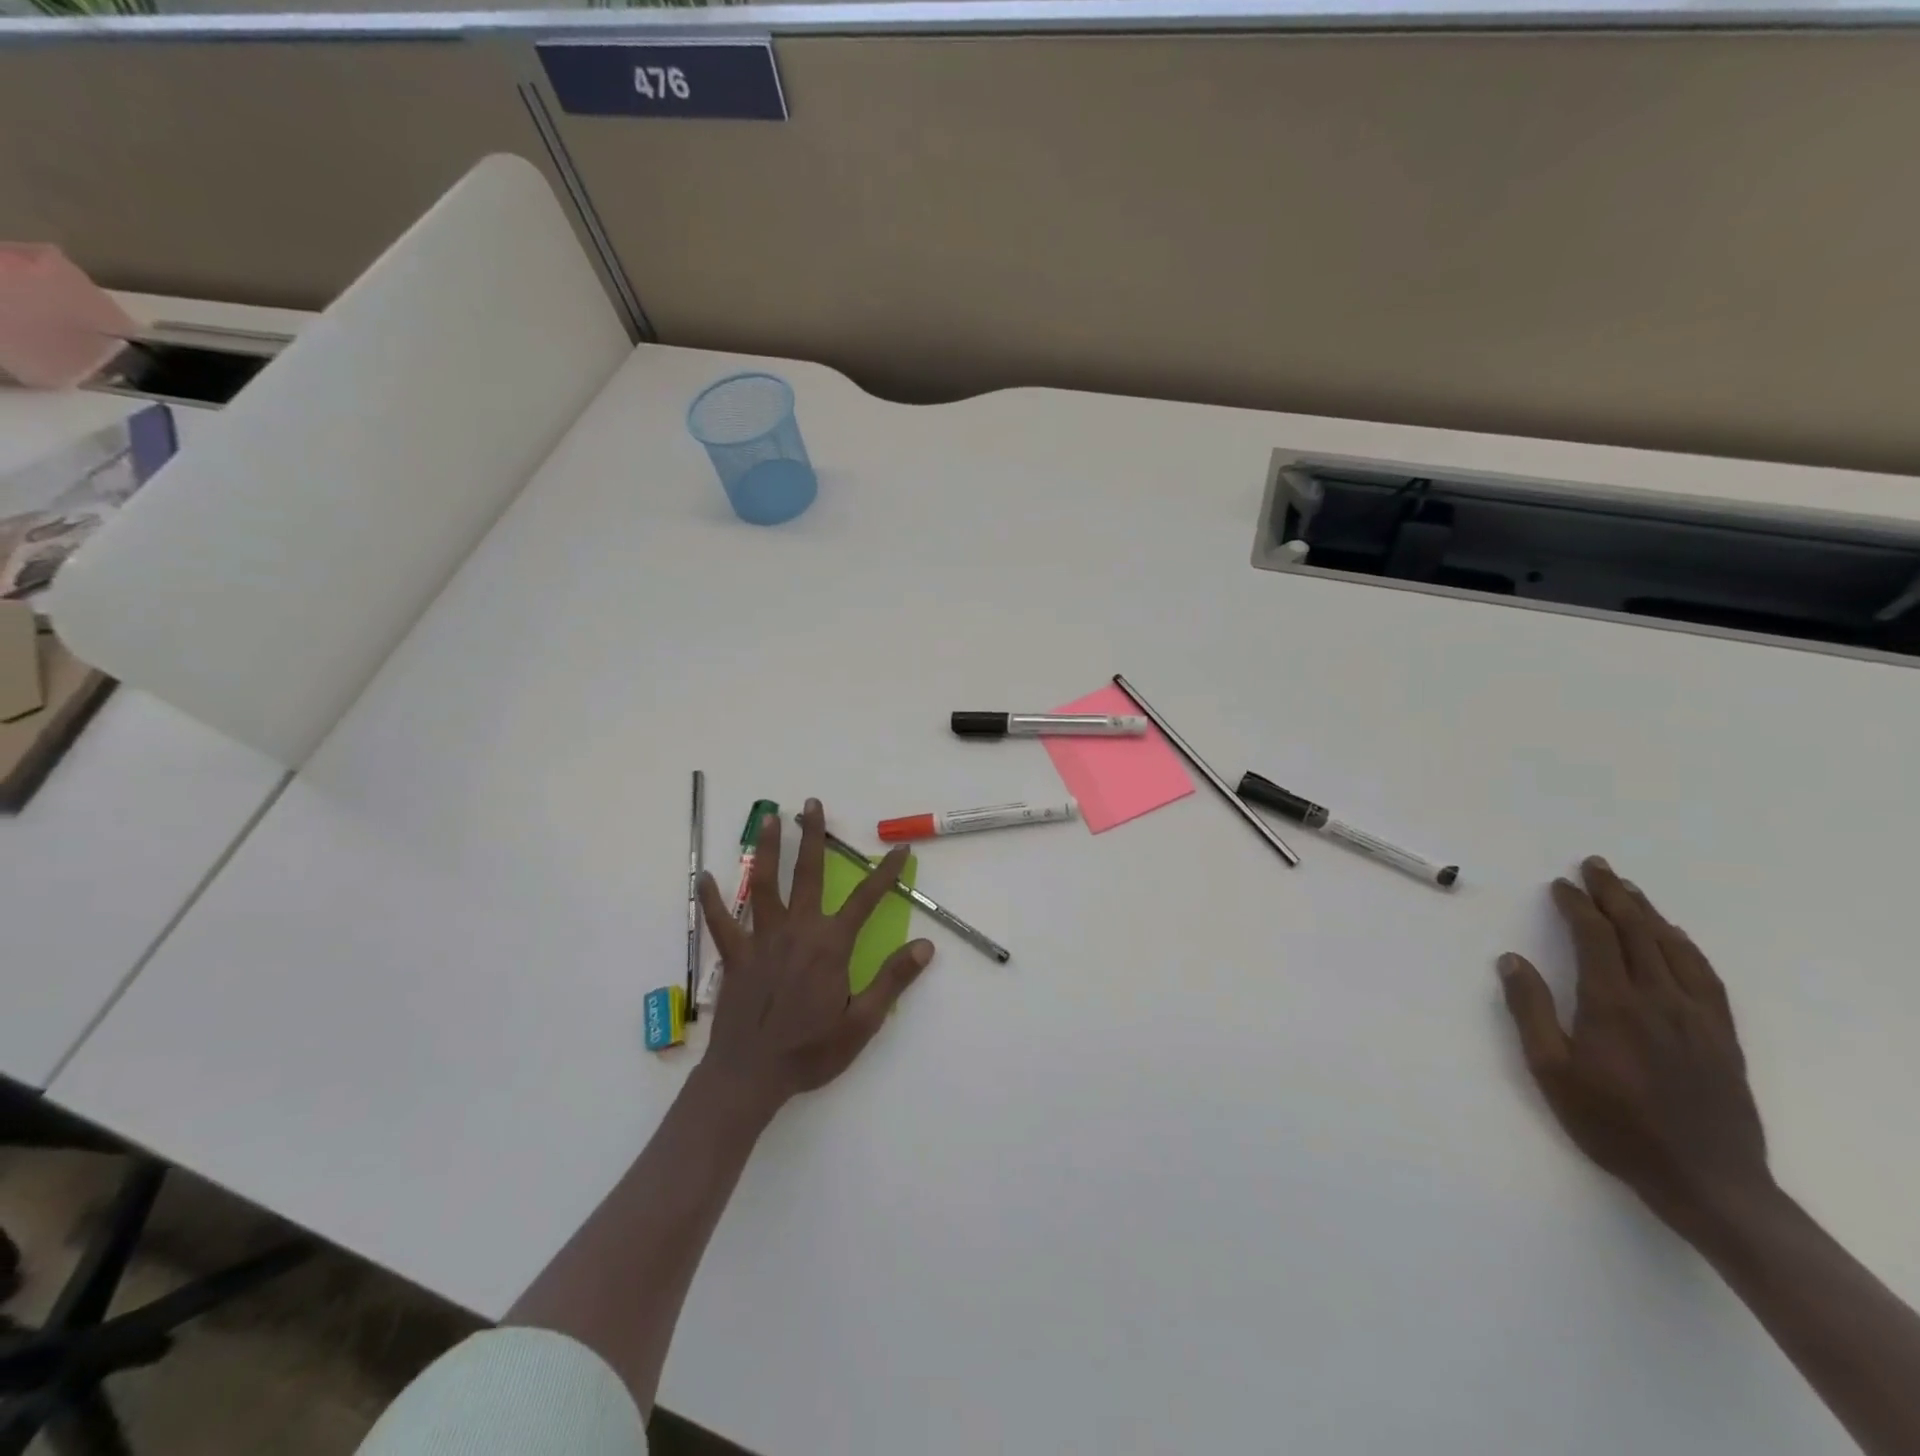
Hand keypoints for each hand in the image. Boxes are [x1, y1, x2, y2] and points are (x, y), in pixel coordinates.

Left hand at [695, 798, 934, 1117]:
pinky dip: (712, 900)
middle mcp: (797, 931)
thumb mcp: (863, 1022)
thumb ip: (893, 980)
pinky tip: (706, 877)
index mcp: (830, 945)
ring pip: (765, 885)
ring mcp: (761, 940)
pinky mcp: (735, 956)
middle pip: (808, 874)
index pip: (866, 899)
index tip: (899, 850)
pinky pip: (721, 923)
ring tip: (769, 818)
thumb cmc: (811, 1050)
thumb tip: (925, 945)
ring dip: (768, 849)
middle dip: (812, 837)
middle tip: (811, 804)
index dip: (885, 873)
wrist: (751, 1076)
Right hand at [1498, 856, 1770, 1232]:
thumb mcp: (1551, 1071)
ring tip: (1629, 890)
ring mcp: (1697, 1016)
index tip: (1560, 885)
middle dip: (1614, 895)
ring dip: (1648, 913)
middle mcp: (1658, 999)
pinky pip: (1706, 977)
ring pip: (1673, 949)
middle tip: (1595, 866)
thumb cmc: (1613, 1124)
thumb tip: (1511, 960)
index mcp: (1612, 1004)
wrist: (1705, 1180)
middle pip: (1637, 932)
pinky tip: (1676, 938)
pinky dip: (1687, 947)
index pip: (1595, 938)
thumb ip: (1530, 1011)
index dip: (1576, 906)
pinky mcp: (1722, 1036)